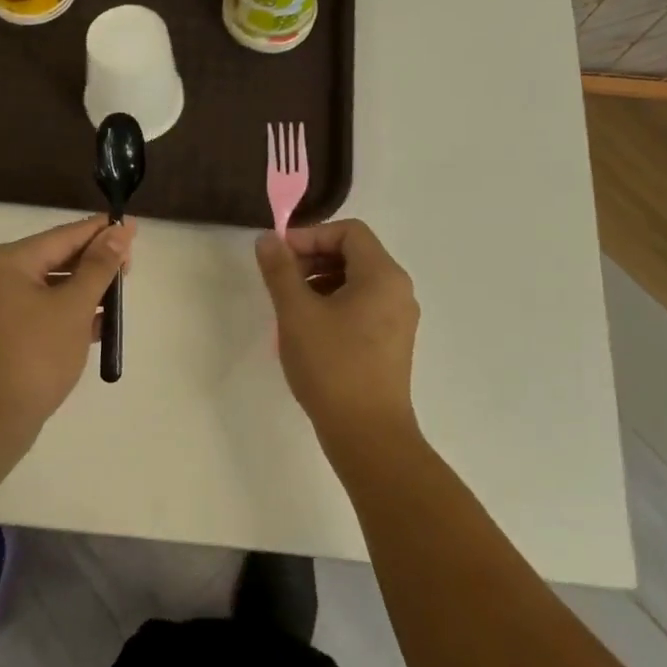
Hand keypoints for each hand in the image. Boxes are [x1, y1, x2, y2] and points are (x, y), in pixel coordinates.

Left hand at [0, 215, 135, 448]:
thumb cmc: (34, 356)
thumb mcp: (74, 307)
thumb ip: (99, 266)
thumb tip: (118, 232)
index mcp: (5, 260)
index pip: (63, 236)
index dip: (101, 232)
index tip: (132, 227)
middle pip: (52, 259)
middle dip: (92, 264)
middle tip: (128, 269)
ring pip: (43, 287)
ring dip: (80, 291)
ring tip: (115, 298)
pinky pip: (32, 310)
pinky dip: (61, 313)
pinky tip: (94, 324)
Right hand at [256, 220, 420, 459]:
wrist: (367, 434)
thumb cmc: (332, 366)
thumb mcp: (296, 313)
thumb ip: (280, 270)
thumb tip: (268, 239)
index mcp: (382, 276)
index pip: (349, 231)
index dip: (311, 235)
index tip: (279, 256)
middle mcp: (398, 291)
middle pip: (354, 254)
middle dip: (313, 258)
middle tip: (281, 280)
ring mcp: (399, 319)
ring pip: (357, 282)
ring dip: (320, 282)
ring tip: (290, 306)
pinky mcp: (392, 343)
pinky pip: (362, 306)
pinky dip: (334, 304)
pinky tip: (309, 329)